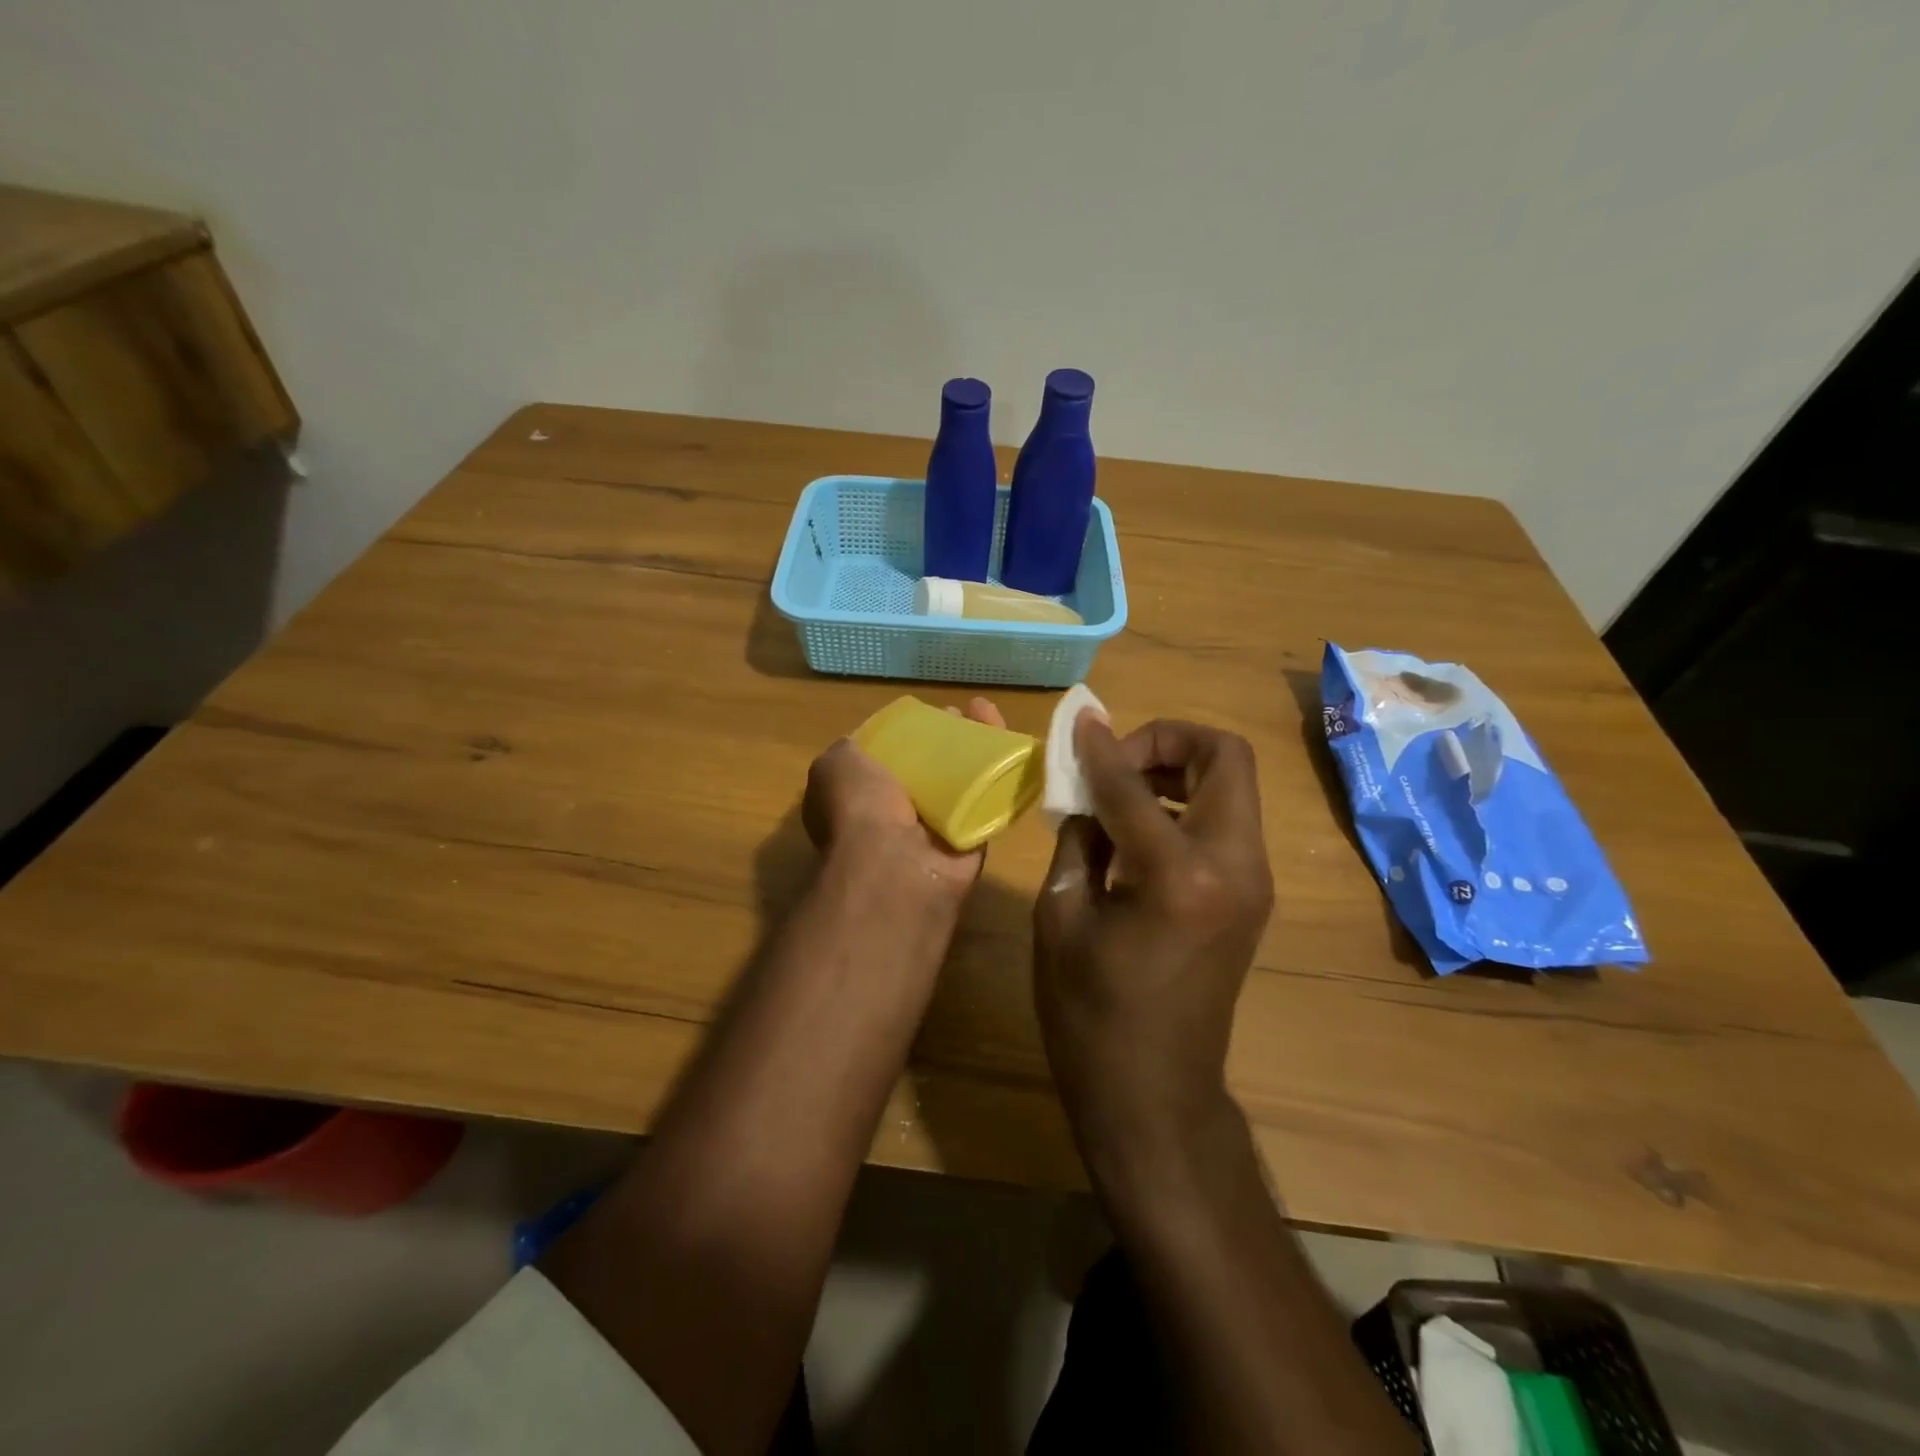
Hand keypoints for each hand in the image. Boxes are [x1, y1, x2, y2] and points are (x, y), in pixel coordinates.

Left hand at [802, 696, 1006, 897]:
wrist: (896, 866)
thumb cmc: (859, 808)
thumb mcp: (835, 765)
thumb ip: (850, 750)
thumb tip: (866, 745)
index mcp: (861, 799)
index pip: (889, 759)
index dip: (908, 733)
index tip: (927, 713)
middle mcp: (898, 815)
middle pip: (930, 767)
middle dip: (947, 738)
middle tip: (965, 714)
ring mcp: (937, 829)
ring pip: (962, 781)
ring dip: (977, 749)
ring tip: (989, 715)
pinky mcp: (973, 839)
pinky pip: (990, 801)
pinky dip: (1003, 774)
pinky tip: (1013, 744)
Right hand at [1033, 716, 1273, 1168]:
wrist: (1155, 1095)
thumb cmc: (1090, 1015)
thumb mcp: (1061, 917)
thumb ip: (1077, 838)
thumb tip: (1084, 789)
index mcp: (1180, 876)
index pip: (1135, 785)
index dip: (1101, 748)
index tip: (1078, 722)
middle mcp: (1235, 867)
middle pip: (1225, 757)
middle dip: (1167, 740)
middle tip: (1116, 762)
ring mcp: (1254, 881)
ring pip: (1232, 784)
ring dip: (1178, 770)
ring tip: (1121, 794)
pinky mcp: (1252, 896)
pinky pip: (1226, 820)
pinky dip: (1185, 804)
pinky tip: (1138, 829)